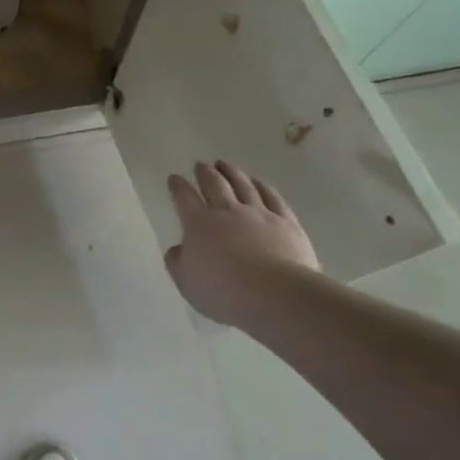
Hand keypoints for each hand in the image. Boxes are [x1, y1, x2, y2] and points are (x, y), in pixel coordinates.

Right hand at [164, 161, 319, 325]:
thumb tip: (177, 250)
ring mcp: (258, 214)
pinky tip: (259, 182)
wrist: (277, 295)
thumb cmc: (225, 292)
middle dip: (205, 172)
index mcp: (199, 224)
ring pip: (243, 185)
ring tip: (225, 164)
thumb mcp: (187, 284)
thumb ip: (178, 263)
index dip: (177, 186)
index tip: (174, 178)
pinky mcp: (286, 222)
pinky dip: (263, 186)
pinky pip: (273, 197)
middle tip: (200, 165)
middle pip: (214, 184)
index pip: (184, 197)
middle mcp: (227, 211)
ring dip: (232, 172)